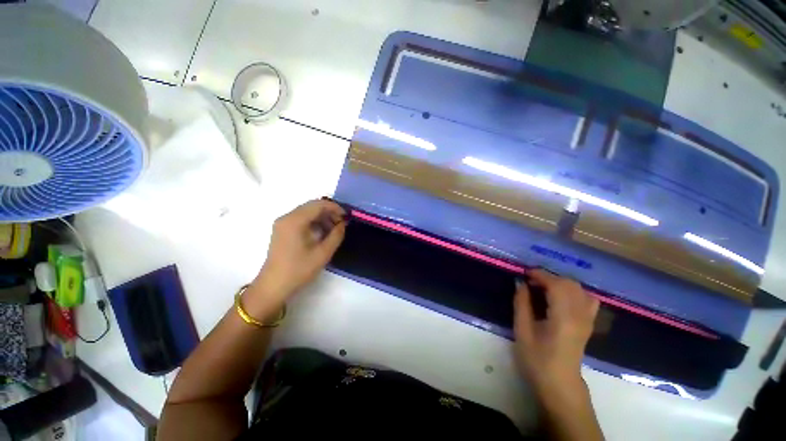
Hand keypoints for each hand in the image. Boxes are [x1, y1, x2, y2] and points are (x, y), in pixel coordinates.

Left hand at [246, 200, 345, 314]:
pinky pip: (301, 219)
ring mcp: (283, 223)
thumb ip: (336, 235)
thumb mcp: (323, 253)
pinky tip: (322, 233)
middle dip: (329, 212)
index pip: (318, 205)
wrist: (274, 286)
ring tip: (334, 229)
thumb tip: (343, 224)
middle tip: (341, 224)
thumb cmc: (299, 270)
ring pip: (307, 212)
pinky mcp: (282, 230)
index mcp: (295, 221)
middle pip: (312, 206)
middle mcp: (287, 217)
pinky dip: (314, 222)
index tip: (346, 217)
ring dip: (322, 217)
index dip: (335, 208)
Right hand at [513, 269, 598, 395]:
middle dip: (548, 277)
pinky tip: (560, 297)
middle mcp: (580, 315)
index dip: (540, 275)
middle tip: (530, 283)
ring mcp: (588, 319)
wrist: (559, 384)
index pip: (556, 285)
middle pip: (570, 283)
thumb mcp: (522, 331)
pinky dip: (573, 291)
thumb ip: (521, 304)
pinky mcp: (589, 323)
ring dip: (560, 283)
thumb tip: (520, 283)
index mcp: (563, 317)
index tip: (524, 274)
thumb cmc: (537, 359)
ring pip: (579, 289)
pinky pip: (587, 298)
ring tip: (543, 289)